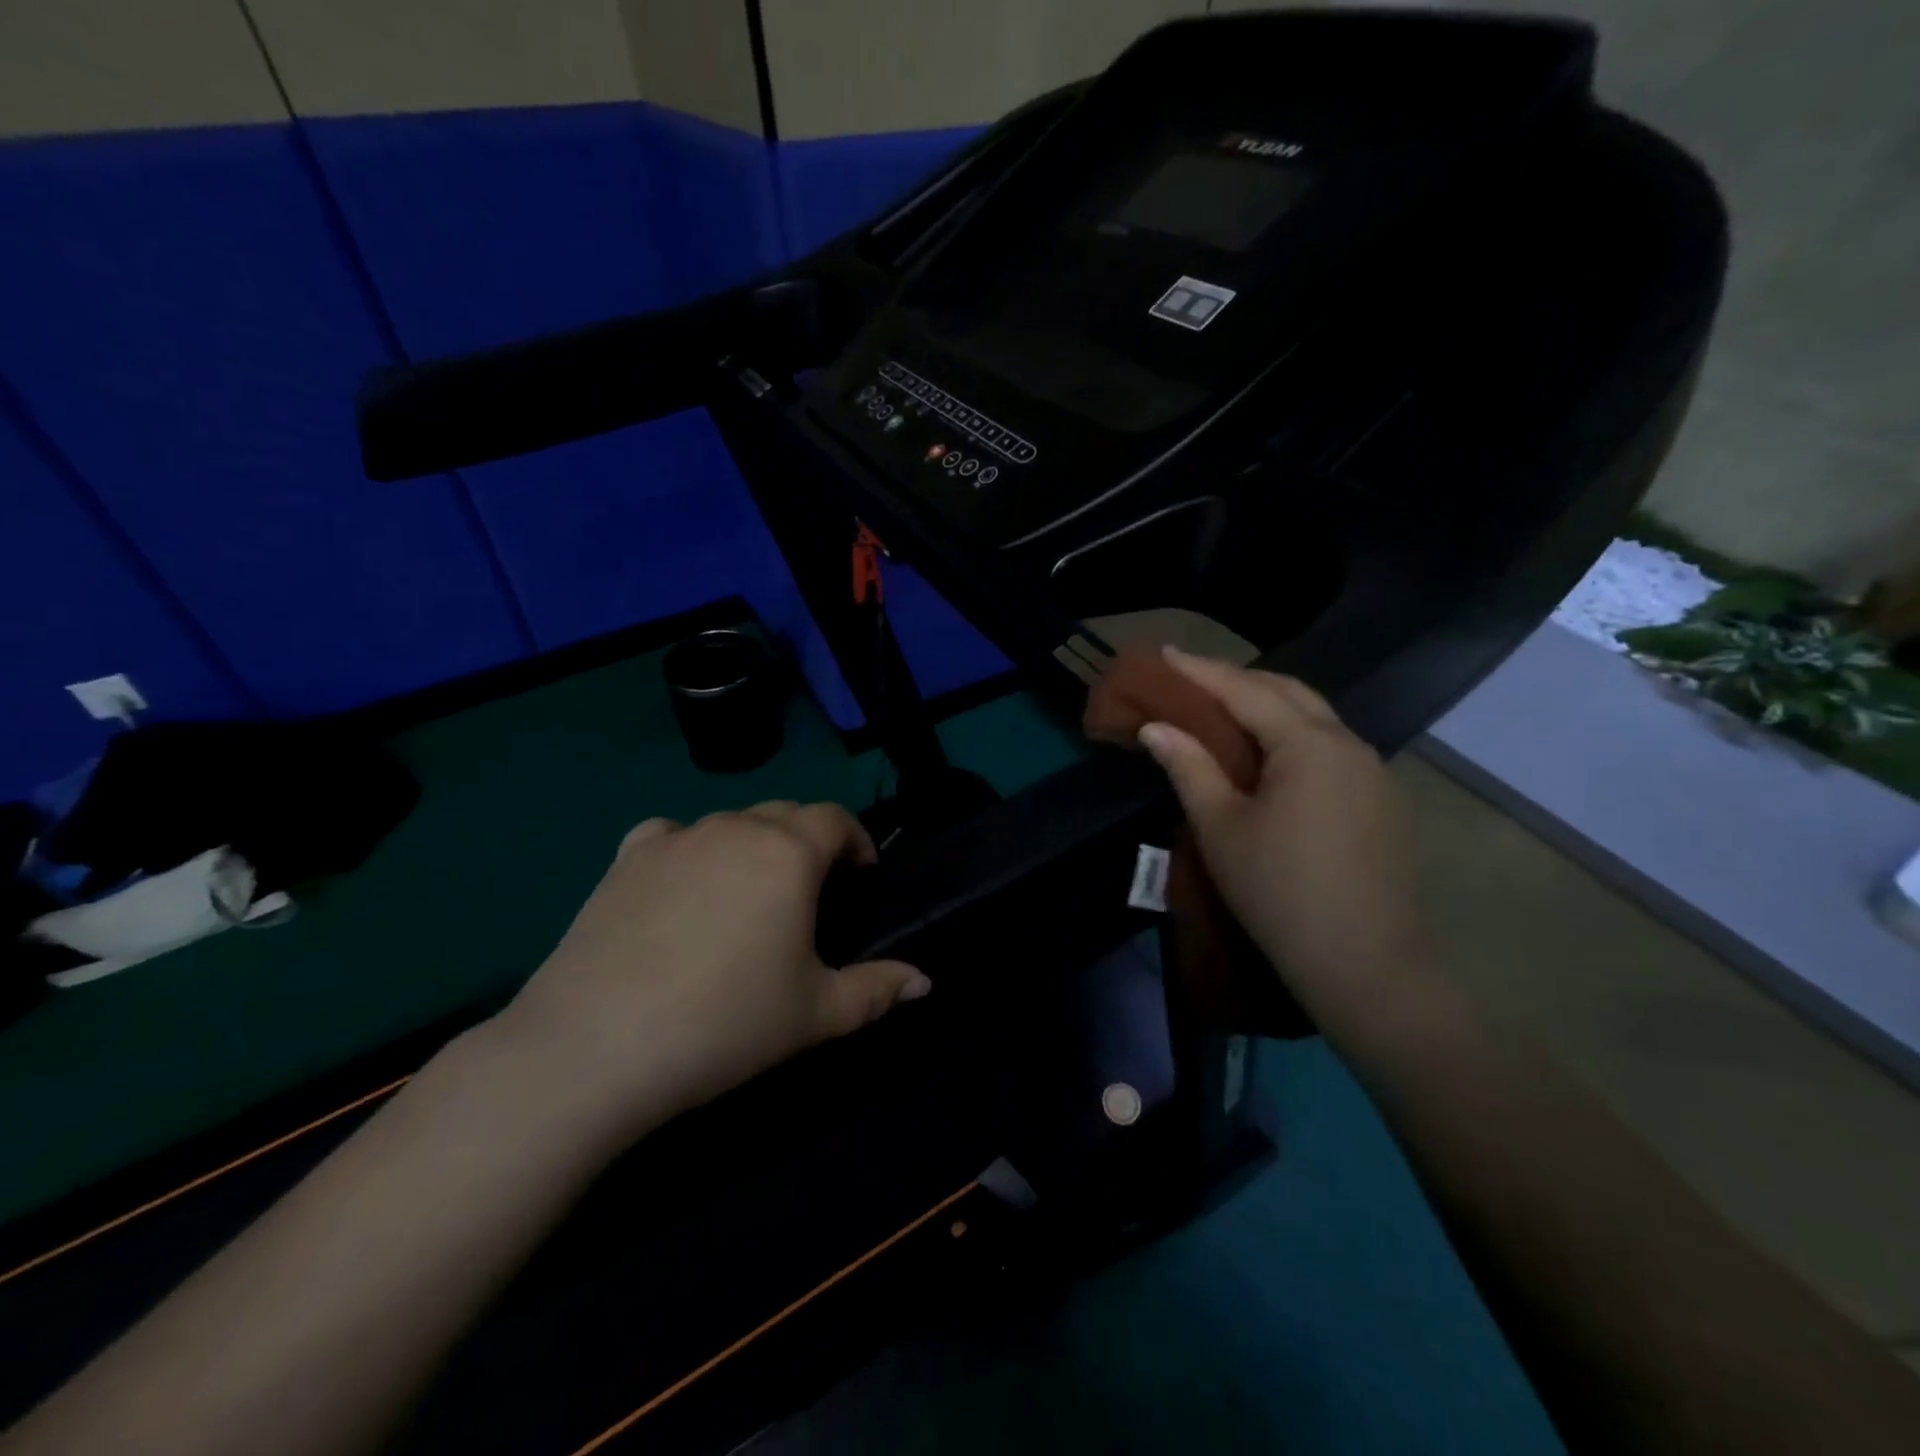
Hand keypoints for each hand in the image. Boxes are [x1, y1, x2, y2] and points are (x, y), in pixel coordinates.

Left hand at [491, 802, 928, 1142]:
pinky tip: (683, 886)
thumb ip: (878, 990)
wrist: (596, 1046)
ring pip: (730, 823)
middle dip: (809, 842)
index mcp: (787, 853)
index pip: (835, 819)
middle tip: (811, 893)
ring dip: (753, 845)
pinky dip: (691, 850)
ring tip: (749, 894)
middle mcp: (734, 829)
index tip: (861, 876)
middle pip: (785, 814)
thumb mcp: (817, 1014)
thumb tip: (924, 981)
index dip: (857, 841)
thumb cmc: (726, 1024)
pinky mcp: (625, 860)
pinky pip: (672, 835)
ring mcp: (675, 839)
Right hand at [1137, 649, 1424, 1007]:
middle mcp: (1348, 744)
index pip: (1245, 691)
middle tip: (1190, 678)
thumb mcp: (1221, 827)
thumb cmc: (1279, 891)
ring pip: (1314, 718)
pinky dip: (1291, 735)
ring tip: (1222, 710)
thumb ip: (1189, 767)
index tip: (1163, 653)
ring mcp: (1373, 772)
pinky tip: (1269, 754)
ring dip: (1268, 705)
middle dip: (1237, 680)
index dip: (1200, 671)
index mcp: (1308, 744)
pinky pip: (1329, 747)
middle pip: (1288, 692)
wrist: (1365, 964)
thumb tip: (1156, 728)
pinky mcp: (1380, 801)